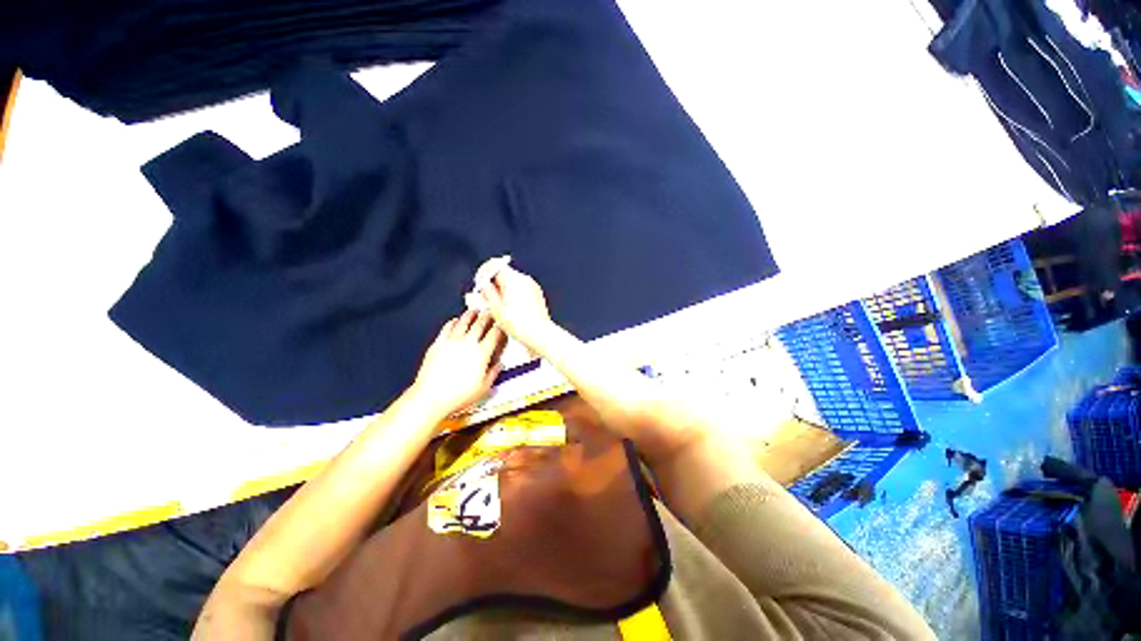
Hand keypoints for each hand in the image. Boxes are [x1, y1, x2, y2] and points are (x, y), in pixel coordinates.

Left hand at [409, 310, 505, 416]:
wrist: (431, 397)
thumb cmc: (457, 395)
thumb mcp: (483, 388)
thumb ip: (493, 373)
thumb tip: (499, 365)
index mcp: (481, 353)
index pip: (494, 335)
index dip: (500, 328)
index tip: (502, 325)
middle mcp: (468, 344)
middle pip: (480, 324)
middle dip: (487, 317)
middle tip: (490, 312)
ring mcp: (452, 342)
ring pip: (463, 322)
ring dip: (470, 315)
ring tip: (474, 311)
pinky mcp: (438, 344)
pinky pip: (447, 328)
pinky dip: (452, 322)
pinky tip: (455, 321)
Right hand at [478, 265, 553, 350]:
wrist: (540, 333)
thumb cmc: (518, 324)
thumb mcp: (496, 309)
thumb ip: (487, 292)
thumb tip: (484, 284)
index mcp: (512, 279)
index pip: (494, 265)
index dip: (484, 273)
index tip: (479, 282)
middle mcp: (524, 279)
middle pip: (504, 273)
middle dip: (493, 282)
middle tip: (485, 296)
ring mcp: (532, 285)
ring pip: (513, 281)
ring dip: (503, 288)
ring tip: (497, 304)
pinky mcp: (537, 293)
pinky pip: (522, 288)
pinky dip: (513, 293)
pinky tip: (510, 307)